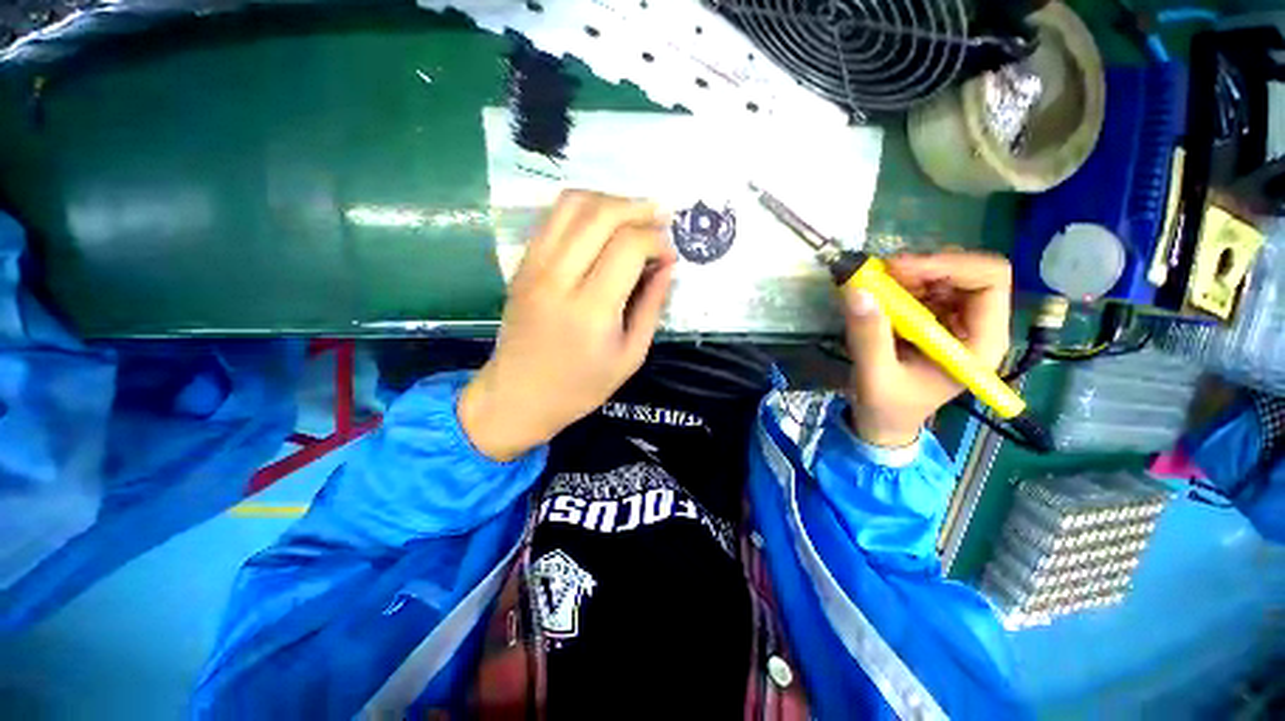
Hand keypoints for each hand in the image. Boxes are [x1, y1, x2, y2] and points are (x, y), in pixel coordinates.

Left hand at [459, 190, 676, 460]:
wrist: (518, 396)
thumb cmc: (580, 386)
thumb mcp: (631, 356)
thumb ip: (652, 306)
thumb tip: (667, 266)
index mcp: (591, 309)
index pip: (629, 246)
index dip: (657, 241)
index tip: (670, 255)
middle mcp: (558, 278)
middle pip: (601, 214)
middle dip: (639, 208)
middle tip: (660, 220)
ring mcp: (534, 266)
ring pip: (573, 204)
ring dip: (610, 201)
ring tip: (633, 217)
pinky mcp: (522, 264)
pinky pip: (553, 217)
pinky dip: (584, 209)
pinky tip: (602, 226)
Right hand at [842, 250, 1011, 447]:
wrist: (884, 422)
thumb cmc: (888, 407)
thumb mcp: (875, 376)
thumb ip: (868, 336)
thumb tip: (856, 292)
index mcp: (980, 342)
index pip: (989, 280)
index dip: (948, 265)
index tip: (898, 270)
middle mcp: (976, 324)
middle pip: (968, 270)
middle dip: (923, 267)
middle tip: (880, 274)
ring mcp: (954, 319)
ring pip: (943, 274)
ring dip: (908, 274)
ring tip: (874, 287)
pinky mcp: (933, 319)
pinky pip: (923, 286)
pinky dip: (898, 283)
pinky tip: (877, 297)